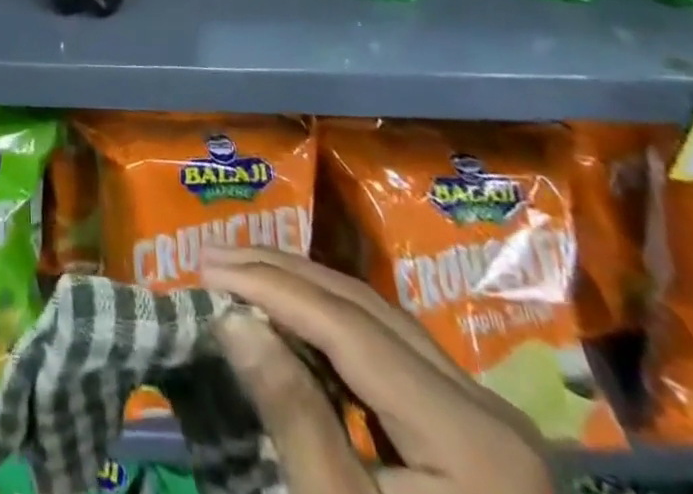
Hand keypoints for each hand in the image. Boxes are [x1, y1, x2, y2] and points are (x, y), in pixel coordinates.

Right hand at [201, 247, 551, 493]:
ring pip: (380, 321)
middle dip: (284, 276)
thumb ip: (295, 419)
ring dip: (305, 291)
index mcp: (470, 436)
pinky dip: (333, 325)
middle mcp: (487, 408)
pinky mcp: (470, 432)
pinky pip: (391, 351)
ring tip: (240, 274)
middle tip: (212, 257)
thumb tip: (232, 320)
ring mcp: (484, 418)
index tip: (206, 267)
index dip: (274, 288)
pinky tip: (291, 321)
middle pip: (367, 310)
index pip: (351, 328)